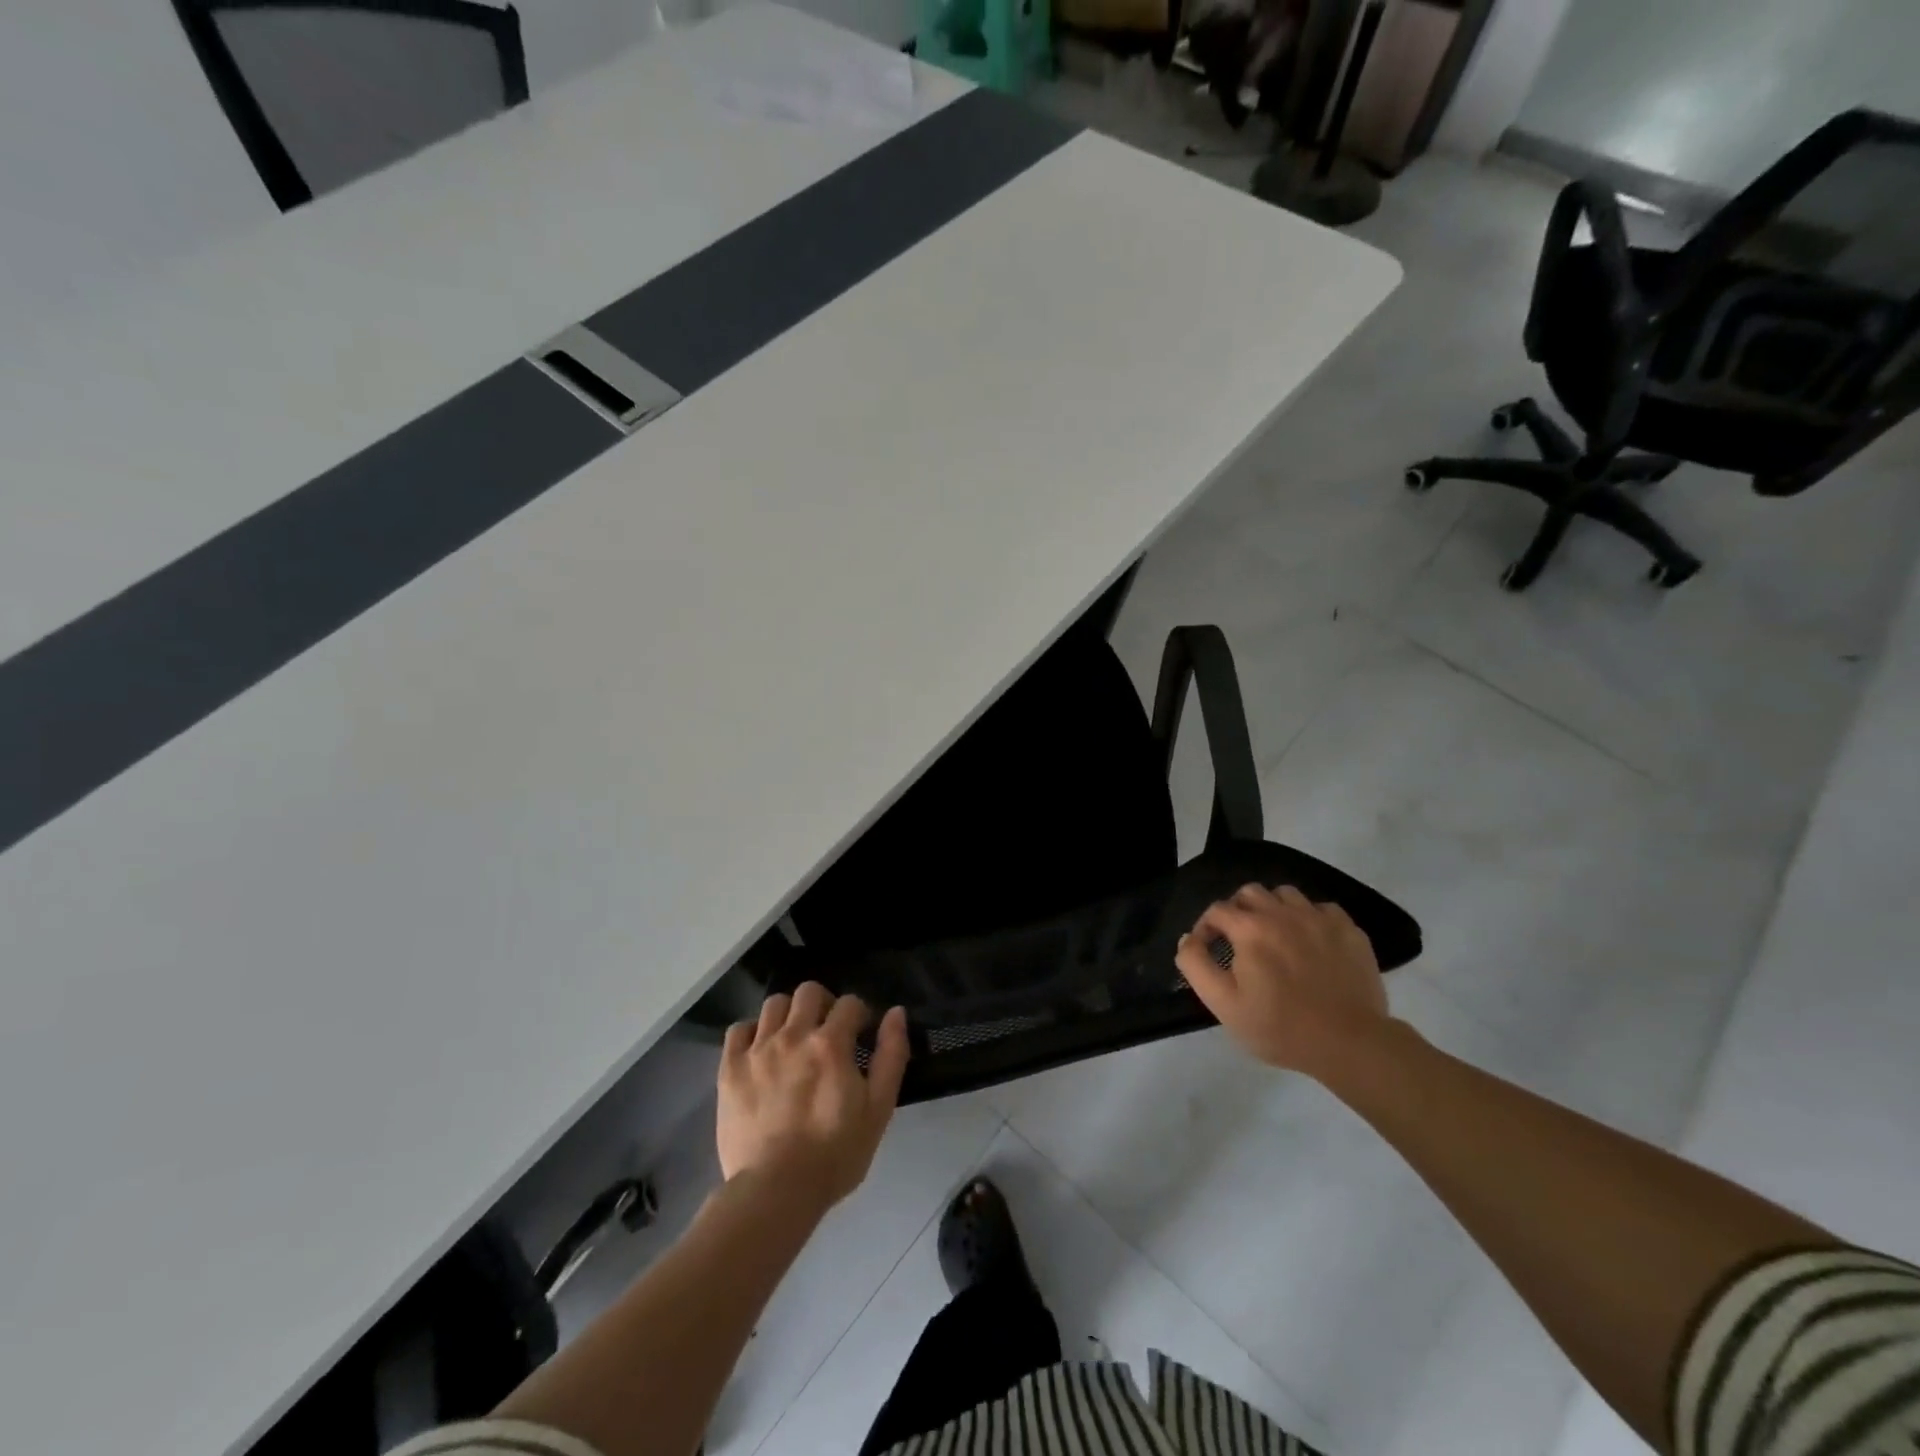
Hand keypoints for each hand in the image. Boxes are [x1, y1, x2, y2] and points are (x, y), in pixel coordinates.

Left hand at [718, 983, 909, 1212]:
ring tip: (793, 1039)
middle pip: (809, 992)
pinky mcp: (730, 1069)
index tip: (860, 1036)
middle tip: (827, 1032)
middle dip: (823, 1004)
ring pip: (774, 1004)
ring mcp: (757, 1050)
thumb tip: (896, 1012)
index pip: (850, 1003)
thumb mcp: (878, 1109)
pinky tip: (760, 1052)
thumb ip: (891, 1055)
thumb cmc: (835, 1154)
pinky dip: (752, 1033)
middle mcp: (793, 1035)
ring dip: (788, 1014)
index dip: (860, 1016)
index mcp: (830, 1043)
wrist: (775, 1192)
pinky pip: (738, 1029)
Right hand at [1175, 883, 1389, 1079]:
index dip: (1206, 926)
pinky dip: (1310, 918)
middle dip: (1238, 910)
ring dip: (1273, 909)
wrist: (1351, 1043)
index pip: (1217, 909)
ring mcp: (1320, 918)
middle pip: (1250, 892)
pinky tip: (1311, 942)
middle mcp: (1283, 912)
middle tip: (1240, 940)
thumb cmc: (1280, 1027)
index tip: (1209, 949)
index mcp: (1250, 928)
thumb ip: (1196, 965)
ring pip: (1286, 894)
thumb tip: (1187, 939)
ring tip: (1275, 936)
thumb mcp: (1224, 1004)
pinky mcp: (1349, 931)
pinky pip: (1322, 909)